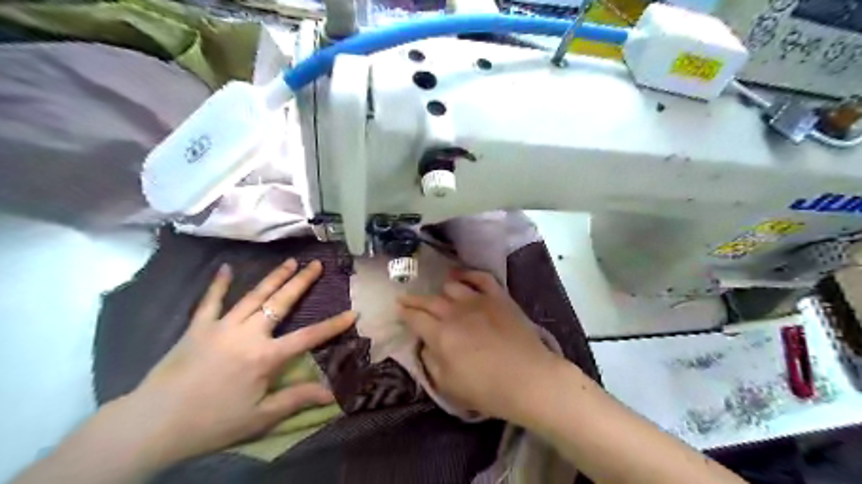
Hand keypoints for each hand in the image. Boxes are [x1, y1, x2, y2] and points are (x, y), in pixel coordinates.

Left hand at [123, 259, 355, 466]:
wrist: (152, 425)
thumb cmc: (212, 423)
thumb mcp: (260, 417)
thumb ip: (296, 399)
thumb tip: (332, 394)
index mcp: (265, 357)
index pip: (309, 337)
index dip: (333, 325)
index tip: (353, 312)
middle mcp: (247, 334)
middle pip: (281, 303)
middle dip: (302, 282)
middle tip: (316, 264)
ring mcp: (221, 326)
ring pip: (254, 296)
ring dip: (274, 277)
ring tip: (290, 261)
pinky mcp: (198, 327)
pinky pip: (210, 301)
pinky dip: (219, 284)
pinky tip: (226, 268)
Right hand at [397, 269, 558, 422]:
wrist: (529, 379)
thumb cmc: (487, 389)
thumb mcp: (448, 385)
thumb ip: (431, 361)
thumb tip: (426, 344)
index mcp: (440, 335)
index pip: (415, 318)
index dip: (404, 313)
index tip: (398, 309)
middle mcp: (455, 312)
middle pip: (429, 300)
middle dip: (414, 299)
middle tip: (405, 298)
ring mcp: (478, 301)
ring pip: (452, 286)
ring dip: (442, 291)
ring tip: (439, 294)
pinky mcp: (498, 297)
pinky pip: (480, 277)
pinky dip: (468, 274)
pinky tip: (461, 275)